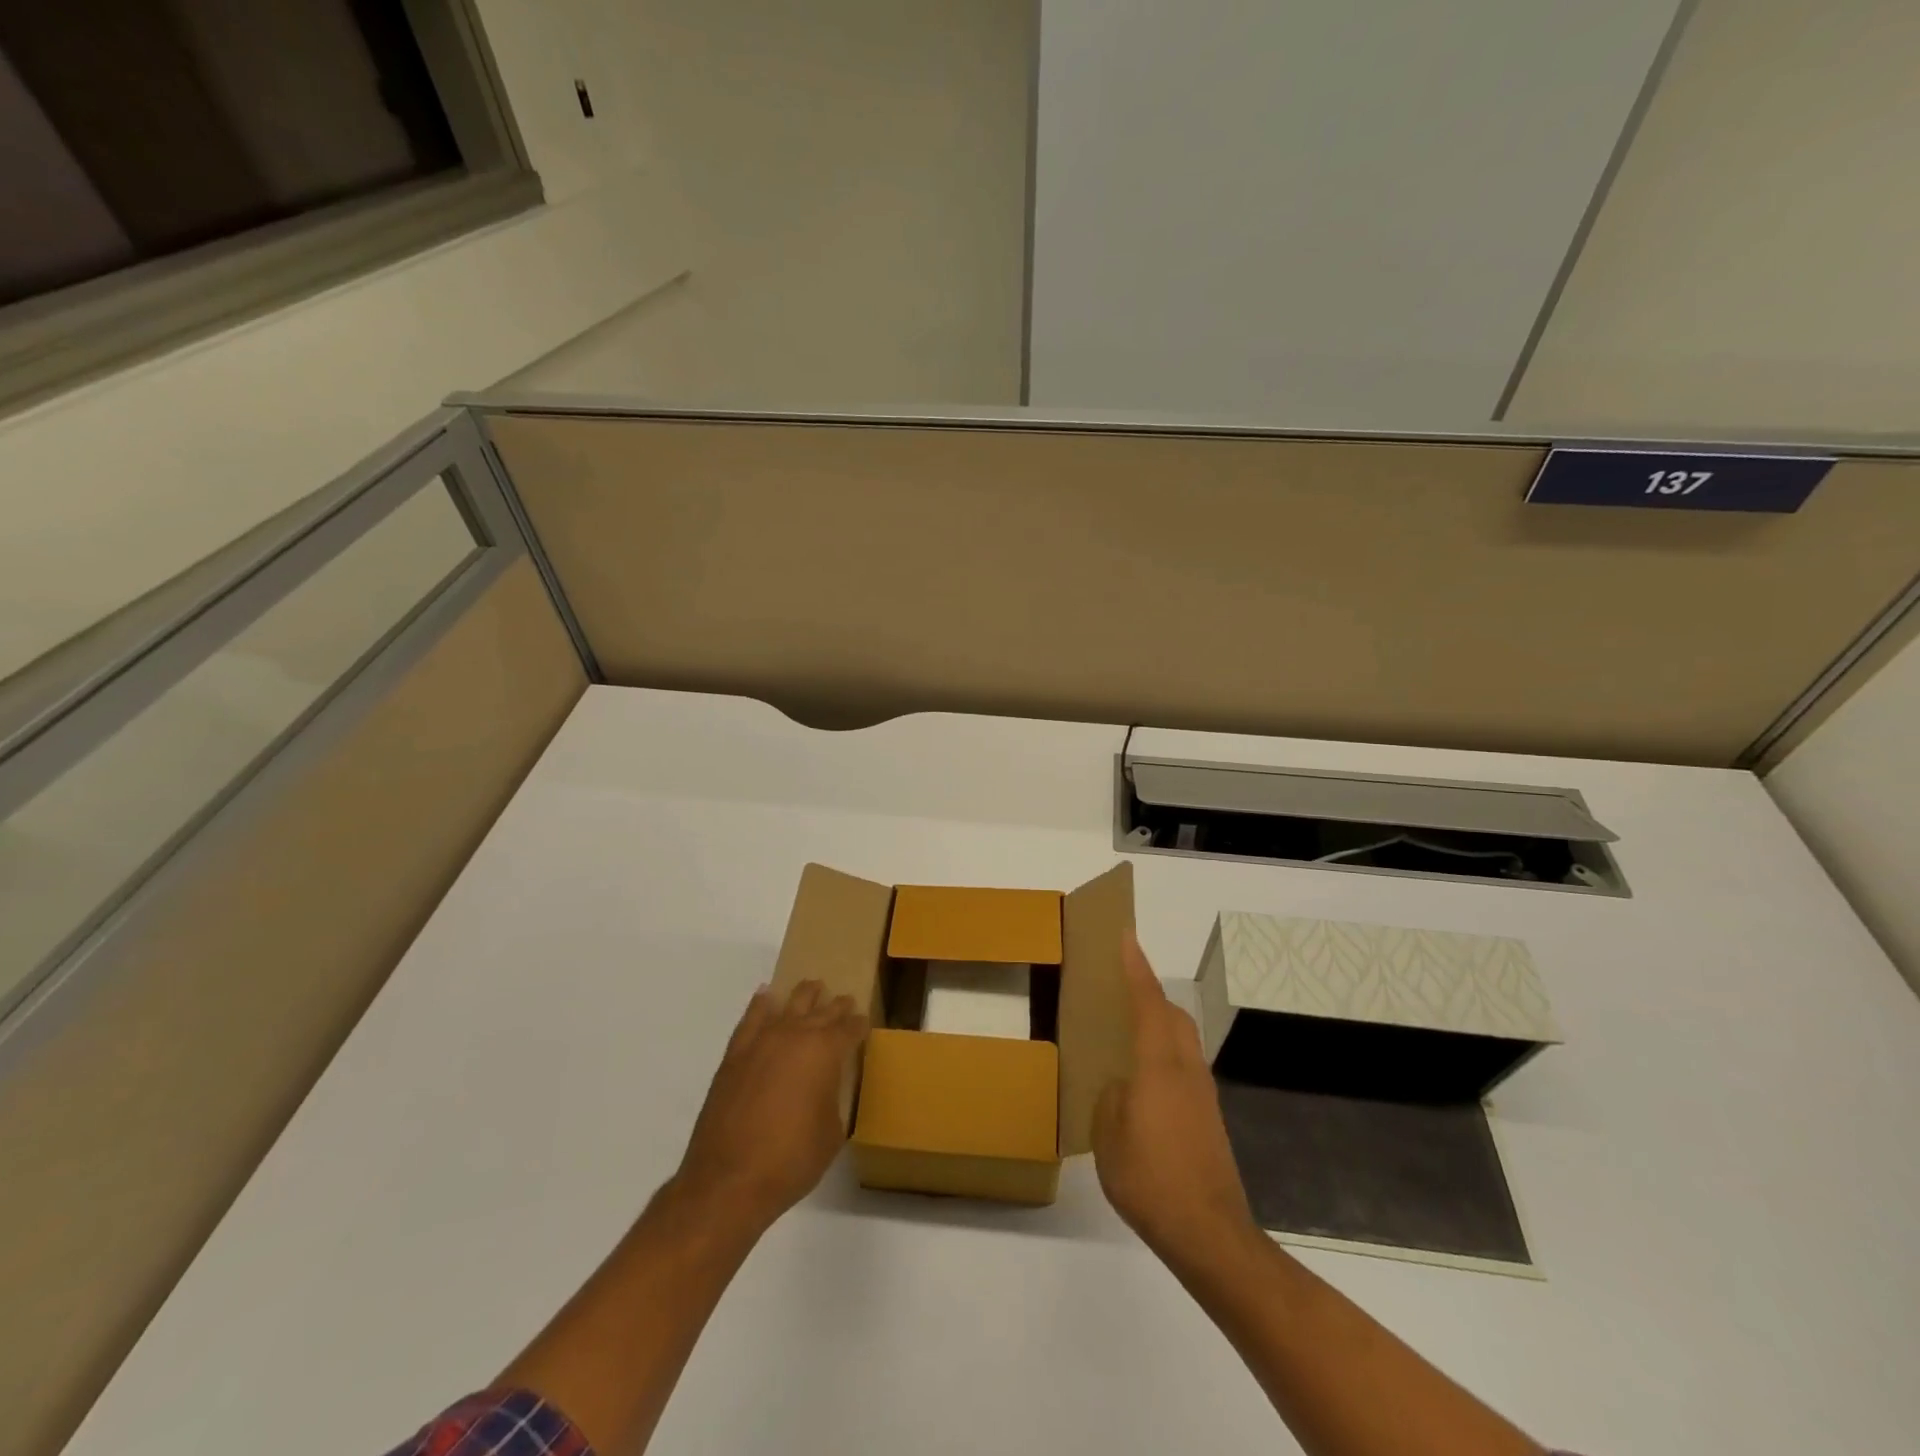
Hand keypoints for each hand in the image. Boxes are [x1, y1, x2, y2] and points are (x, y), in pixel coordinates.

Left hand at [670, 980, 867, 1232]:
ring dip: (804, 996)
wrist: (729, 1181)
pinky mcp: (735, 1055)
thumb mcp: (832, 1133)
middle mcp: (795, 1035)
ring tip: (813, 987)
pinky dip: (761, 1005)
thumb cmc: (791, 1160)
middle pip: (822, 1011)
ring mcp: (762, 1041)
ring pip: (788, 1004)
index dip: (859, 1025)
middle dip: (836, 1006)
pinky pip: (751, 1019)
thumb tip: (824, 1090)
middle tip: (846, 1002)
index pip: (849, 1028)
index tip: (864, 1022)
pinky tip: (766, 996)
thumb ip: (832, 1100)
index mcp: (825, 1051)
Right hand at [1093, 933, 1262, 1274]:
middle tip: (1120, 989)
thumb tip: (1122, 1087)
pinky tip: (1144, 1083)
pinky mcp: (1208, 1118)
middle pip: (1172, 1015)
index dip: (1136, 968)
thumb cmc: (1150, 1178)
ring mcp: (1202, 1094)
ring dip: (1159, 1024)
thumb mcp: (1109, 1135)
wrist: (1210, 1233)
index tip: (1126, 937)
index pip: (1148, 1002)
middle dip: (1149, 994)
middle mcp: (1186, 1069)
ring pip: (1181, 1040)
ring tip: (1128, 1033)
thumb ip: (1112, 1098)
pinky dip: (1164, 1055)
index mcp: (1159, 1064)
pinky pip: (1183, 1067)